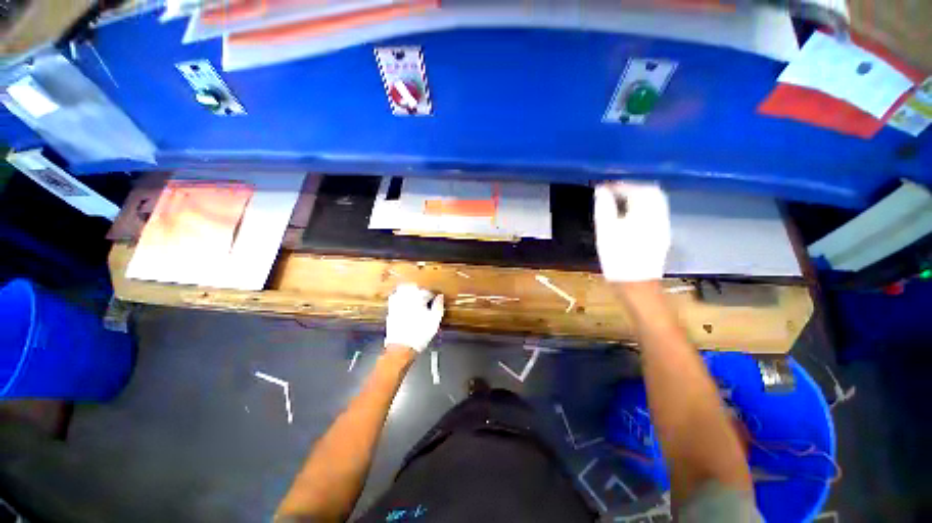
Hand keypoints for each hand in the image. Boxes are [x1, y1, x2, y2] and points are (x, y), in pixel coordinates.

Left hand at [384, 284, 444, 352]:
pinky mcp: (390, 311)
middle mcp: (405, 298)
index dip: (431, 295)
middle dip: (419, 290)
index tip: (434, 299)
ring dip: (408, 292)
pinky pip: (394, 298)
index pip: (426, 291)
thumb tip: (440, 296)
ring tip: (414, 298)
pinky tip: (405, 305)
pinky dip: (400, 298)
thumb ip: (438, 306)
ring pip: (401, 290)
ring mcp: (396, 304)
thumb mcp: (434, 320)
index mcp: (417, 299)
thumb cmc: (420, 334)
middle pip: (412, 287)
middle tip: (424, 296)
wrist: (402, 347)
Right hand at [594, 181, 670, 281]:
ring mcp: (663, 225)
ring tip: (619, 199)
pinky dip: (642, 206)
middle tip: (613, 190)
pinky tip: (629, 213)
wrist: (636, 283)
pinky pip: (655, 211)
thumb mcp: (605, 231)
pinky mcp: (661, 234)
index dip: (620, 184)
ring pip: (655, 201)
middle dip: (632, 186)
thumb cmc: (617, 257)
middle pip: (651, 191)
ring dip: (638, 195)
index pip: (637, 188)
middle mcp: (659, 215)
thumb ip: (604, 208)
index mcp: (646, 212)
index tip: (604, 185)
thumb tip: (601, 190)